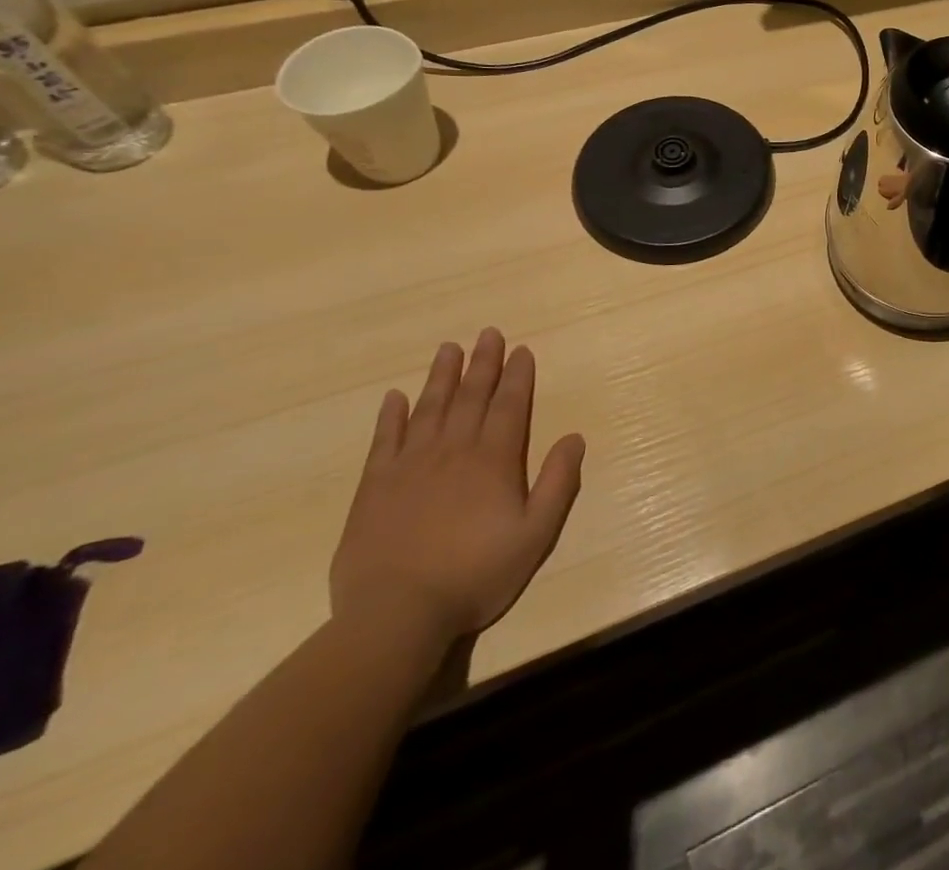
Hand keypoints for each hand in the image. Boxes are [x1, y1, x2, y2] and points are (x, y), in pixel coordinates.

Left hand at [330, 328, 585, 644]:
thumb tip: (574, 437)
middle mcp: (453, 451)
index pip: (509, 406)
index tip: (521, 350)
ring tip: (448, 348)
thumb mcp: (536, 534)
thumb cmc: (475, 575)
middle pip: (471, 397)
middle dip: (483, 363)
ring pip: (429, 409)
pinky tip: (394, 397)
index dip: (518, 376)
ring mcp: (410, 466)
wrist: (396, 616)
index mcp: (493, 460)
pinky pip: (384, 440)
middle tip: (488, 333)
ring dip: (441, 377)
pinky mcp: (374, 488)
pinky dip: (390, 416)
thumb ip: (558, 482)